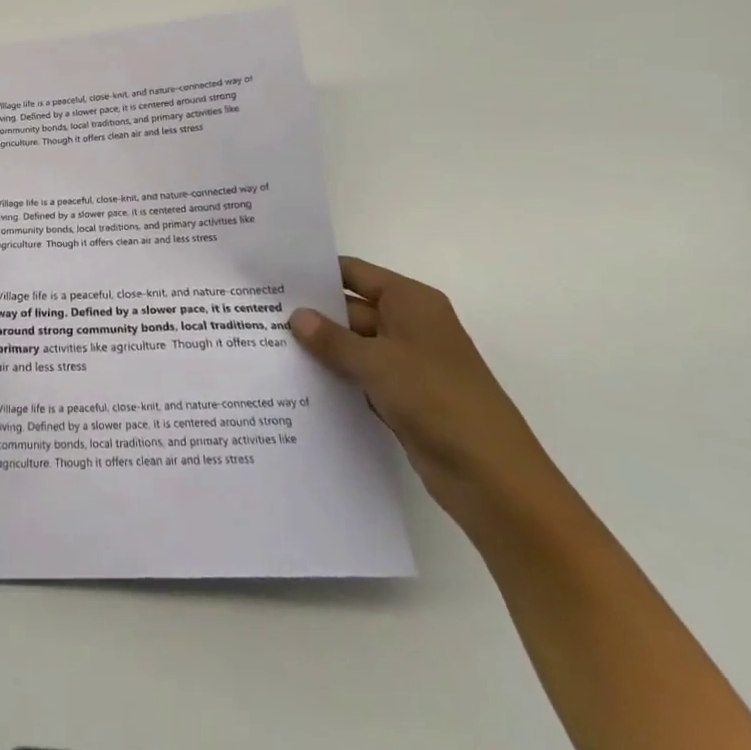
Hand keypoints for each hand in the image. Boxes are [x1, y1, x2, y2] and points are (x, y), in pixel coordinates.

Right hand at [290, 257, 568, 542]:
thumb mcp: (376, 362)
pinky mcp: (404, 397)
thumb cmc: (436, 399)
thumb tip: (295, 316)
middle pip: (350, 309)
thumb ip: (331, 339)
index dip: (315, 273)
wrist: (492, 476)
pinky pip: (361, 377)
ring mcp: (408, 363)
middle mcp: (410, 325)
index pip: (354, 273)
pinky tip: (297, 382)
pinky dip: (336, 378)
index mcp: (411, 302)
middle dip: (311, 315)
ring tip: (266, 347)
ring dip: (321, 350)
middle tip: (258, 315)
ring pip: (353, 346)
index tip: (272, 277)